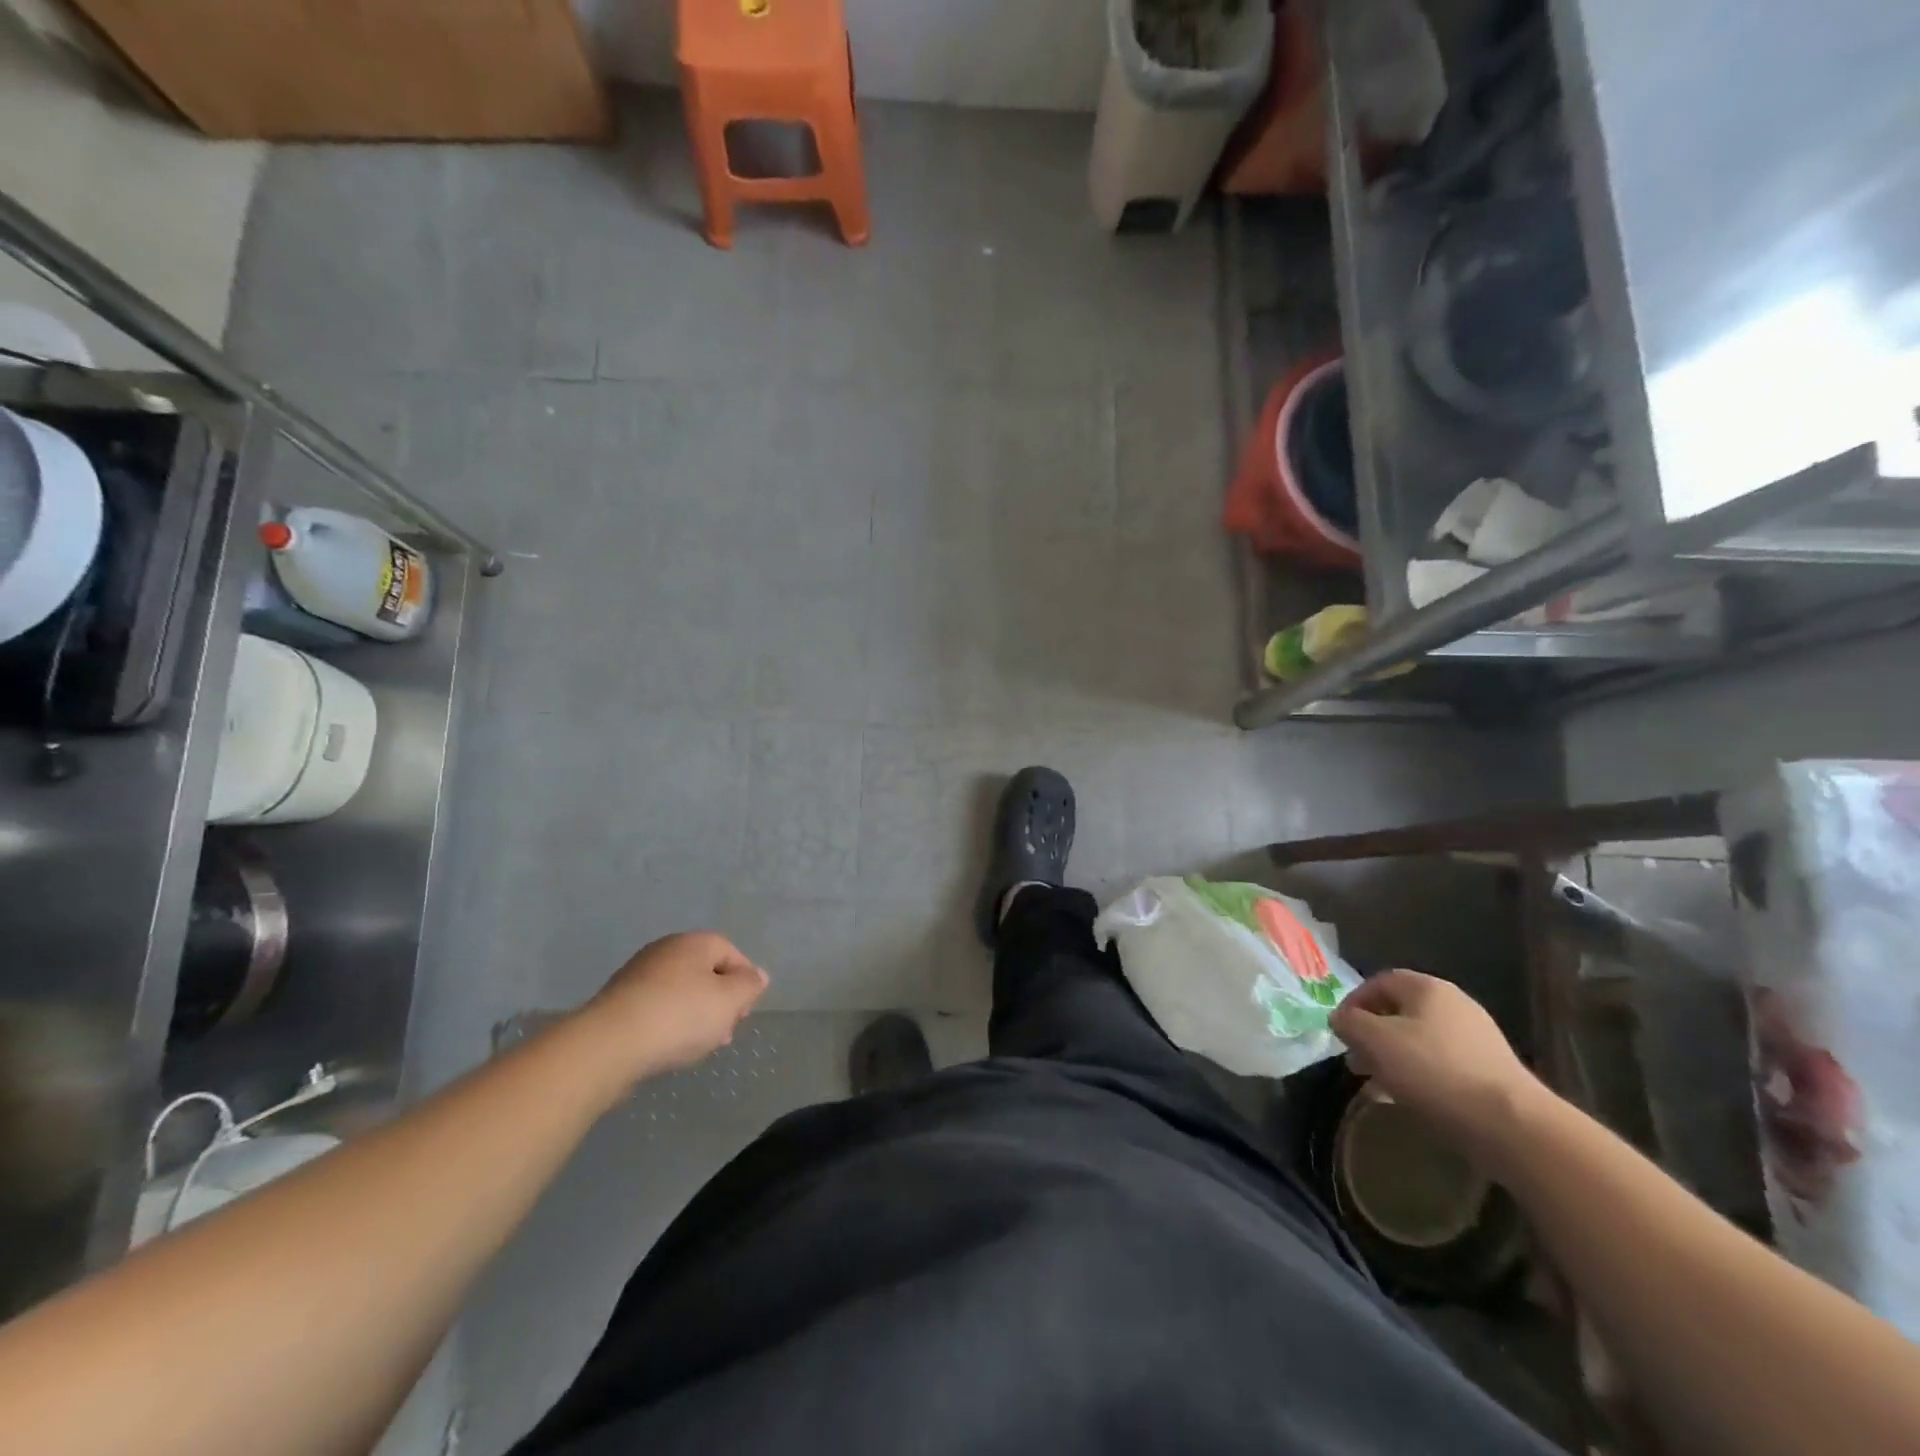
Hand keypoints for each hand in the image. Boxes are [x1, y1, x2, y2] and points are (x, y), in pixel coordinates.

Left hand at [579, 932, 768, 1085]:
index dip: (744, 980)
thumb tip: (757, 976)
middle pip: (704, 972)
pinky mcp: (617, 1003)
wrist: (609, 1045)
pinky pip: (655, 1008)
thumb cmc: (679, 1016)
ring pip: (680, 992)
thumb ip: (749, 986)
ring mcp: (637, 975)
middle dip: (719, 1001)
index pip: (730, 952)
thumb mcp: (729, 1001)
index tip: (745, 1012)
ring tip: (699, 1046)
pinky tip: (670, 1048)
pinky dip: (668, 1024)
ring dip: (695, 1015)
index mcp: (694, 942)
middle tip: (725, 1031)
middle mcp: (665, 950)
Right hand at [1329, 969, 1545, 1163]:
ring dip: (1392, 1057)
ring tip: (1376, 1083)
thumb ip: (1349, 1023)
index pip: (1379, 981)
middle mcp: (1454, 1005)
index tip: (1340, 1030)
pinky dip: (1419, 1075)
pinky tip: (1408, 1098)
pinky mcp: (1489, 1071)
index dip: (1353, 1002)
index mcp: (1427, 988)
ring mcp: (1477, 1038)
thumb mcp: (1375, 1041)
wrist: (1511, 1125)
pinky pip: (1441, 1064)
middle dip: (1372, 1034)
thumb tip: (1340, 1019)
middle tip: (1355, 1059)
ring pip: (1419, 1040)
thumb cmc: (1434, 1070)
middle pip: (1400, 1011)